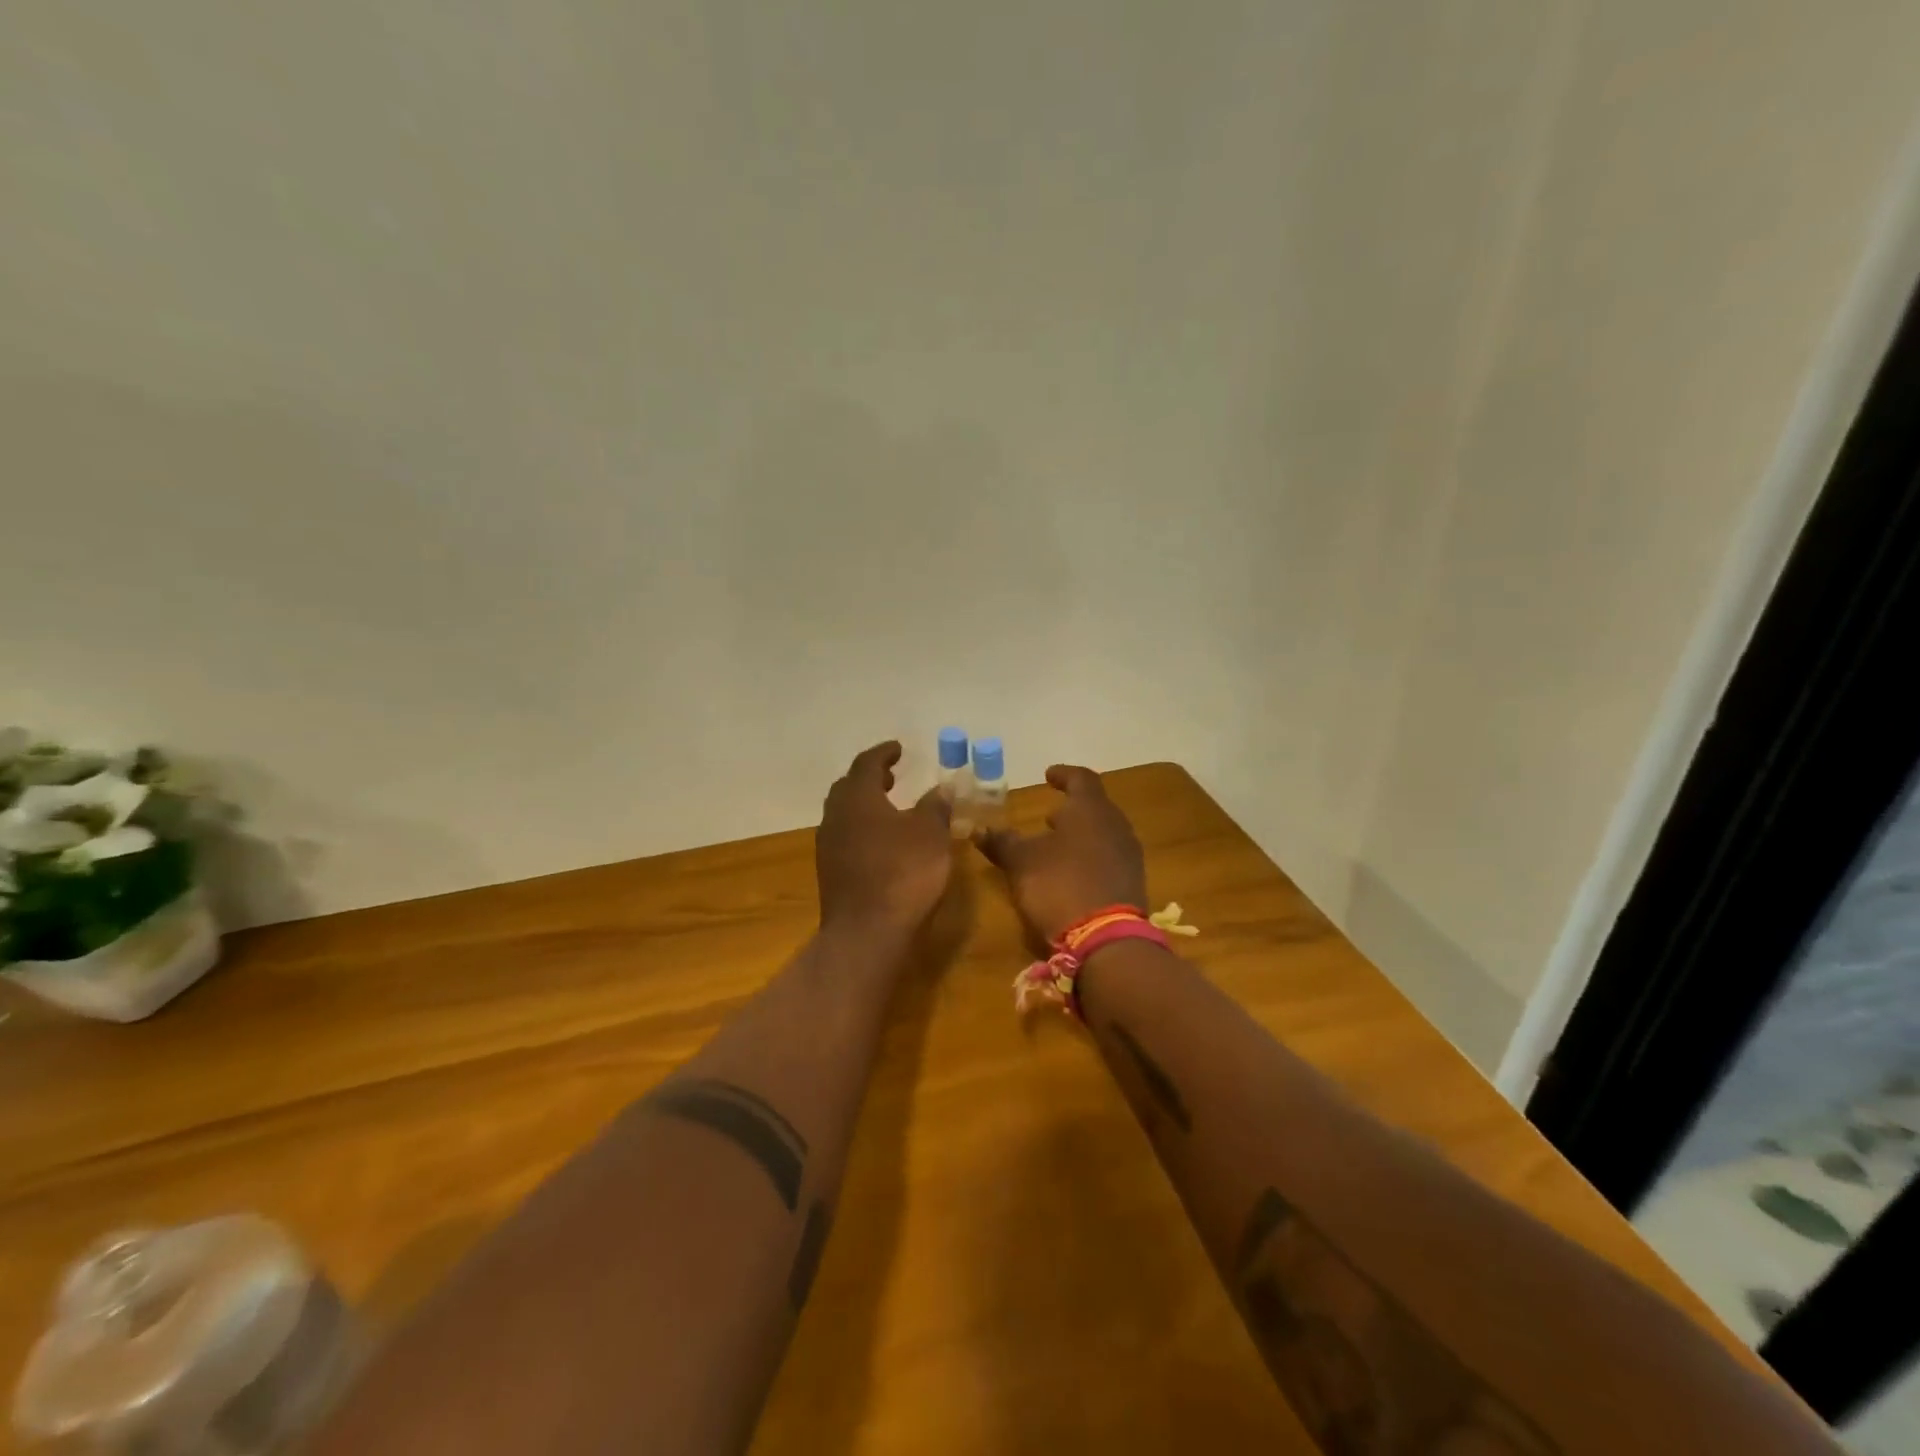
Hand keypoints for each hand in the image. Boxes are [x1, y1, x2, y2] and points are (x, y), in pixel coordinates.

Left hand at [816, 741, 953, 936]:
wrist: (867, 933)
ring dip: (865, 806)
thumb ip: (935, 807)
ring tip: (890, 809)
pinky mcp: (830, 874)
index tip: (899, 749)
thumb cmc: (903, 873)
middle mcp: (836, 817)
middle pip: (848, 787)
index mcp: (858, 798)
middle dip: (869, 778)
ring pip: (844, 814)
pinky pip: (845, 838)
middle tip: (891, 776)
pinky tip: (883, 844)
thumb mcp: (931, 835)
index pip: (866, 764)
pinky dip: (863, 830)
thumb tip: (941, 788)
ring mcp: (828, 847)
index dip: (884, 753)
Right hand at [974, 765, 1146, 944]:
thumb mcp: (1021, 862)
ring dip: (1081, 835)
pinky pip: (1109, 858)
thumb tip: (978, 829)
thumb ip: (1001, 842)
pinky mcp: (1132, 883)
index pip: (1081, 779)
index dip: (1063, 775)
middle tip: (1049, 816)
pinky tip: (1072, 873)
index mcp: (1091, 809)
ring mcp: (1128, 855)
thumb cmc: (1060, 885)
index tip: (1048, 775)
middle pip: (1095, 807)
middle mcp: (1116, 825)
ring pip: (1103, 833)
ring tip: (1056, 845)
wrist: (1106, 939)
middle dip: (1071, 809)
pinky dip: (1090, 857)